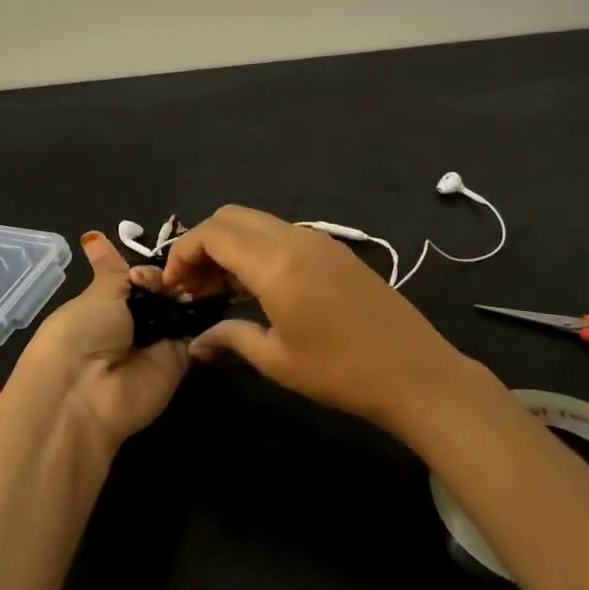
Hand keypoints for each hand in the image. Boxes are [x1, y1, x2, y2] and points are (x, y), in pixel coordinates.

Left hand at [3, 231, 190, 450]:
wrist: (87, 392)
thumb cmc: (81, 333)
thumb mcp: (98, 294)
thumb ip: (113, 269)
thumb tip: (93, 236)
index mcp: (107, 303)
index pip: (135, 276)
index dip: (148, 264)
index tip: (169, 250)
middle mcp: (133, 322)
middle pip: (164, 291)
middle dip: (176, 275)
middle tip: (192, 259)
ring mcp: (158, 342)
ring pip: (183, 308)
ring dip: (192, 291)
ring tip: (206, 271)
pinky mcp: (179, 361)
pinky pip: (197, 333)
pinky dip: (207, 316)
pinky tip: (220, 291)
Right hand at [161, 205, 486, 430]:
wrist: (415, 372)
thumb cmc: (340, 371)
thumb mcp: (276, 359)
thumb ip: (229, 339)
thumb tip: (196, 344)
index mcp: (276, 262)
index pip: (212, 233)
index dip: (182, 253)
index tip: (173, 287)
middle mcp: (295, 238)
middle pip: (232, 217)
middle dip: (203, 244)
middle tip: (193, 286)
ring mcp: (319, 241)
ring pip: (257, 223)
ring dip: (230, 246)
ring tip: (219, 290)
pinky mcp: (335, 251)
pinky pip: (282, 235)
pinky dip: (257, 250)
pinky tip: (255, 288)